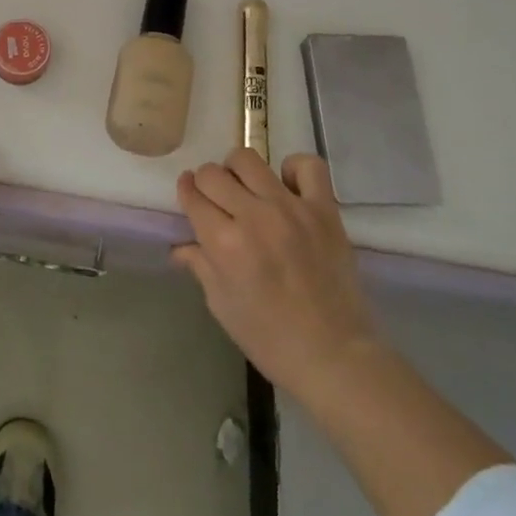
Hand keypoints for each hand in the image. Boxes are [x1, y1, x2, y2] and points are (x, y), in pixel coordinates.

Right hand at [173, 150, 380, 403]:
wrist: (335, 356)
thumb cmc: (270, 339)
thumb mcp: (222, 305)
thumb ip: (200, 265)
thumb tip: (180, 246)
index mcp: (224, 243)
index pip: (192, 194)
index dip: (186, 193)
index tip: (189, 197)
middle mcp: (254, 217)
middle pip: (213, 173)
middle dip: (206, 183)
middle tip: (217, 202)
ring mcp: (291, 209)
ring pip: (249, 159)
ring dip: (238, 172)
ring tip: (247, 191)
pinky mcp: (324, 210)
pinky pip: (307, 166)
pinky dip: (292, 169)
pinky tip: (287, 189)